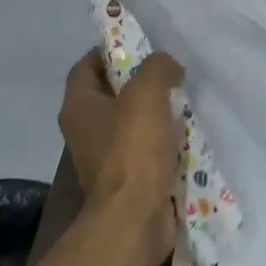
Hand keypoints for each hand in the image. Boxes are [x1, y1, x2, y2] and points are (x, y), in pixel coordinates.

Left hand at [57, 50, 183, 265]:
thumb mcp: (146, 93)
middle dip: (139, 82)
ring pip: (130, 124)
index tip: (140, 45)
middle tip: (169, 72)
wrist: (134, 219)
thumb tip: (168, 67)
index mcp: (78, 107)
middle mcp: (84, 131)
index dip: (109, 51)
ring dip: (154, 114)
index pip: (85, 66)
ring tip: (184, 101)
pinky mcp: (126, 181)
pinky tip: (187, 135)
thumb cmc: (132, 150)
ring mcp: (104, 159)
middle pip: (111, 94)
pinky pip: (144, 152)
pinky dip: (163, 143)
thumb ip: (157, 68)